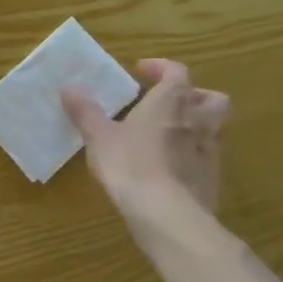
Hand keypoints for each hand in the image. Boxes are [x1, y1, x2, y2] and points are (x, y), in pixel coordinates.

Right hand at [61, 60, 228, 223]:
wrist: (166, 214)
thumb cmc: (131, 165)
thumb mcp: (99, 136)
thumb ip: (85, 111)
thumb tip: (69, 87)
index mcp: (171, 102)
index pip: (176, 72)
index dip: (160, 67)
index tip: (141, 70)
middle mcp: (197, 120)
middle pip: (210, 98)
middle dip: (194, 95)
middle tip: (169, 102)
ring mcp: (209, 151)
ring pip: (213, 128)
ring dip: (196, 125)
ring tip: (168, 135)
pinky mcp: (212, 179)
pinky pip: (206, 158)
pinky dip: (192, 155)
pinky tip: (171, 167)